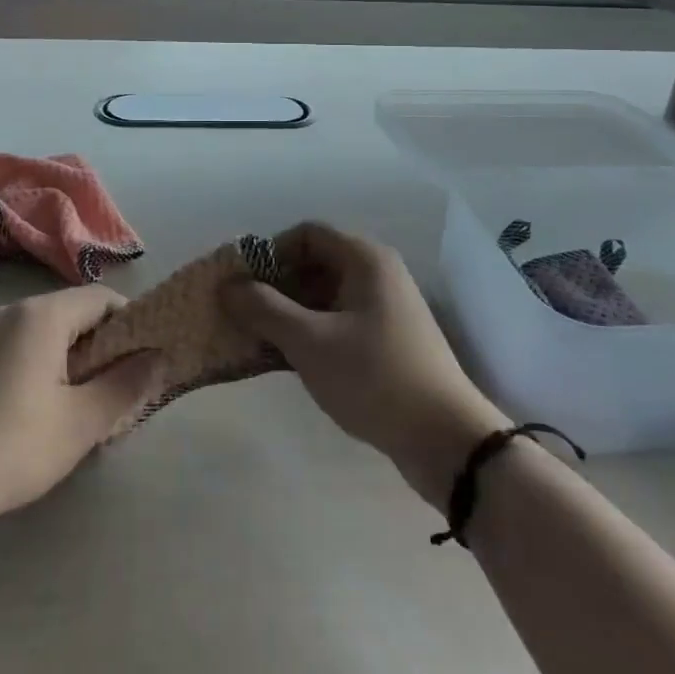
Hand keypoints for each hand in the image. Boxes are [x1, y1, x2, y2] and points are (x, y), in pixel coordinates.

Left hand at [0, 285, 162, 535]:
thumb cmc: (8, 448)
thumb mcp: (80, 423)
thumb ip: (125, 385)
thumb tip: (157, 357)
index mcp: (43, 315)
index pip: (103, 299)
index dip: (132, 325)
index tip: (144, 364)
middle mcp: (15, 310)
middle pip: (76, 313)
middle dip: (104, 347)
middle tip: (116, 393)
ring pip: (50, 332)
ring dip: (75, 360)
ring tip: (81, 408)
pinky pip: (23, 346)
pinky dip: (45, 366)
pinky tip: (40, 412)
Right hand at [221, 222, 505, 509]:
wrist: (446, 439)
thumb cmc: (373, 377)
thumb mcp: (310, 342)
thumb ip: (264, 309)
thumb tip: (228, 285)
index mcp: (365, 259)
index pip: (307, 234)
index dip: (271, 253)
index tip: (244, 286)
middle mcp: (378, 273)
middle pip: (316, 263)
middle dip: (278, 286)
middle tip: (247, 317)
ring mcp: (387, 307)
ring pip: (327, 295)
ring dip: (292, 313)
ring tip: (263, 342)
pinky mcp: (390, 339)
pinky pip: (341, 320)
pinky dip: (314, 331)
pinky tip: (294, 361)